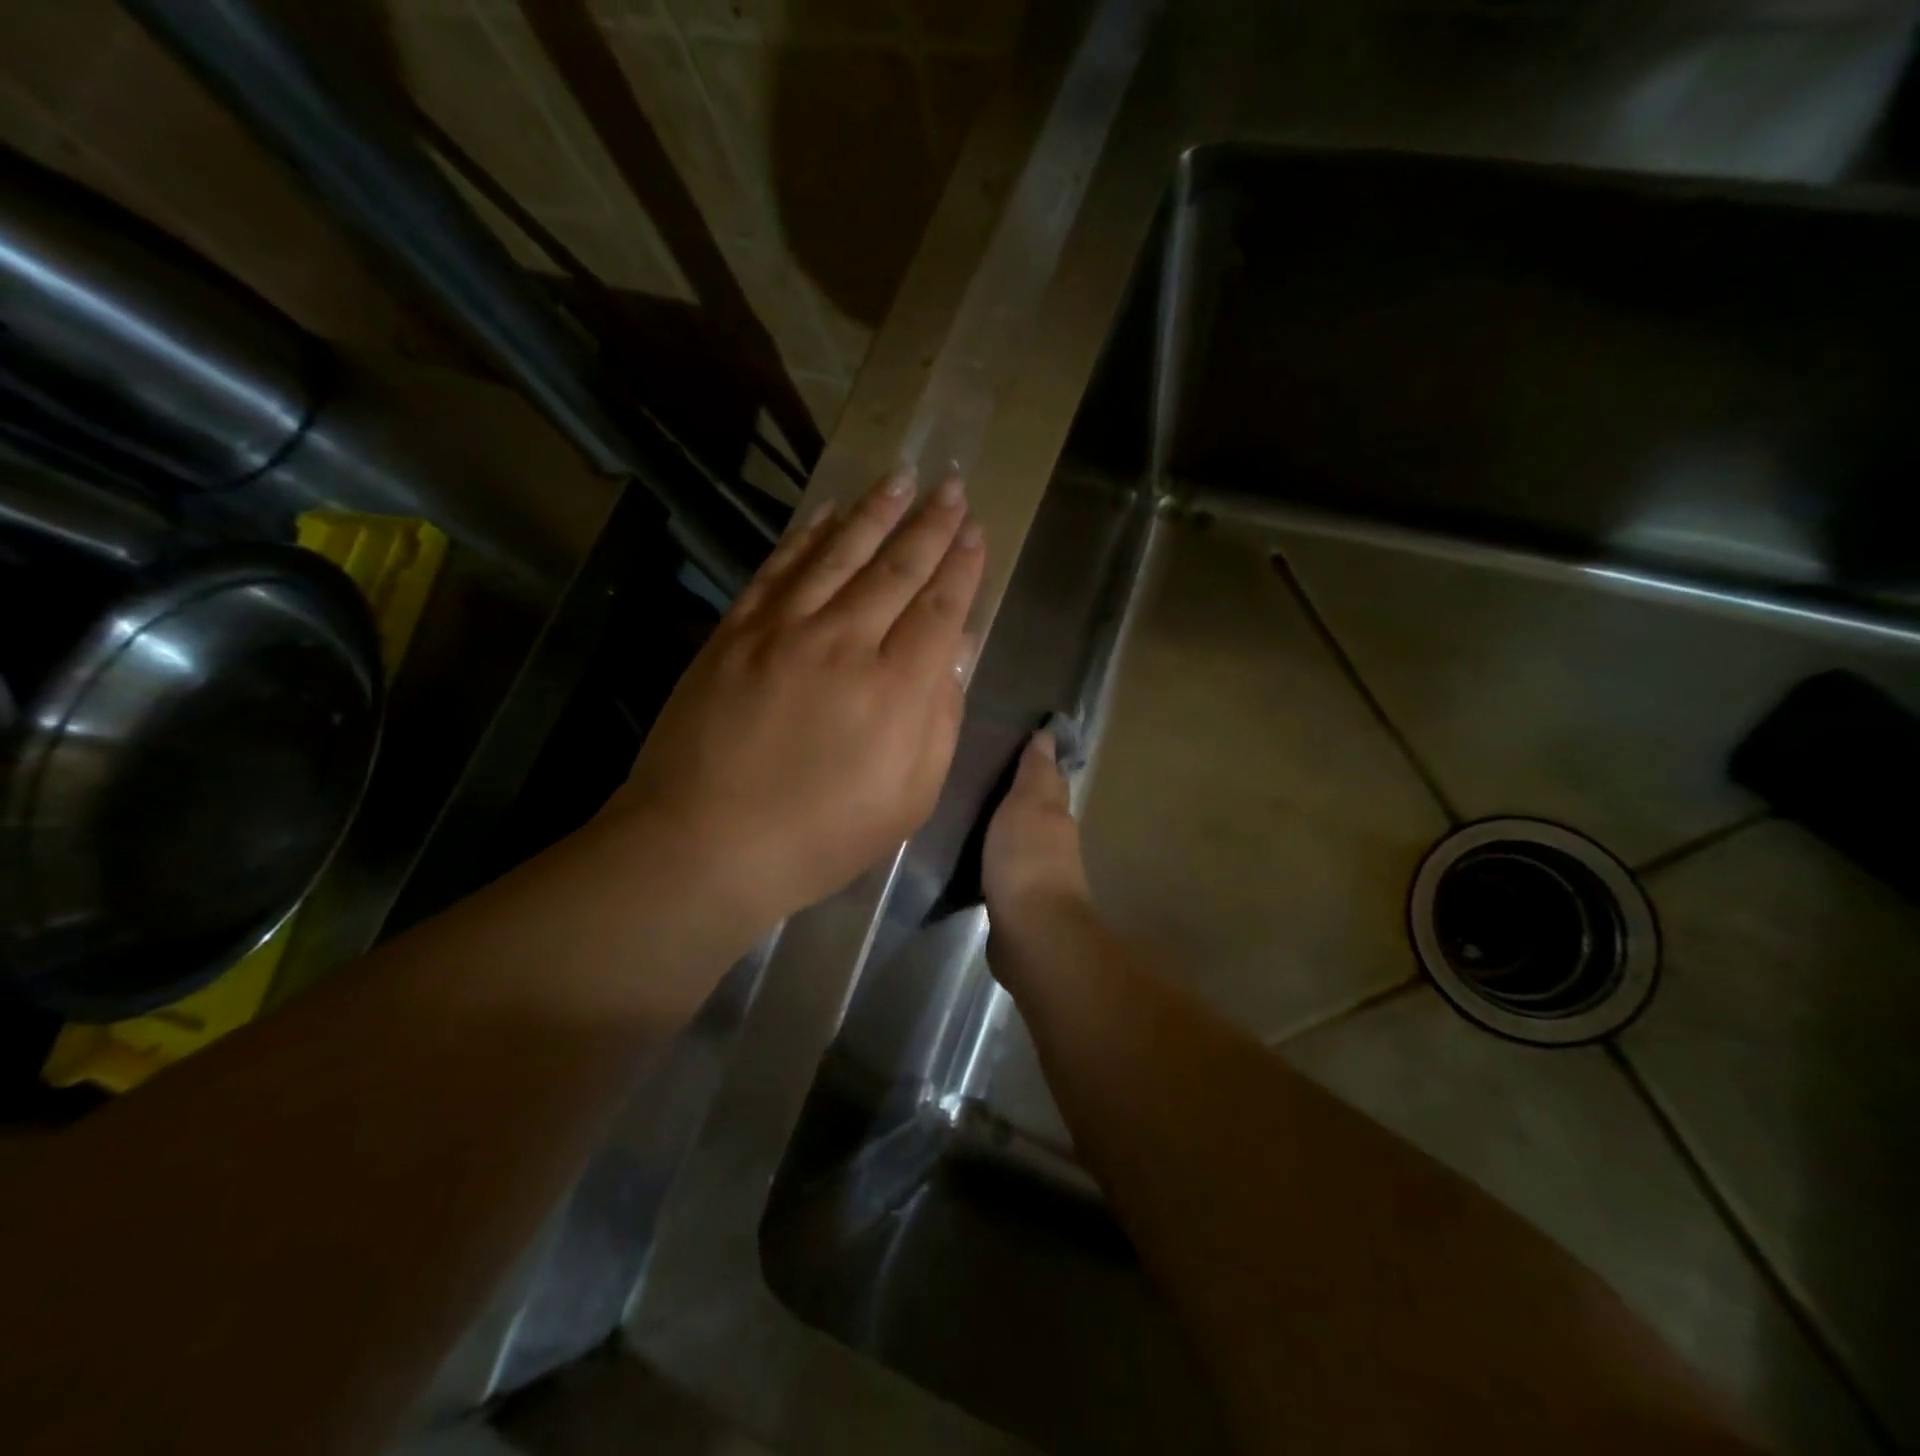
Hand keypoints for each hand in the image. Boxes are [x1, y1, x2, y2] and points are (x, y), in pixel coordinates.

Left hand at [610, 469, 984, 932]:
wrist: (705, 843)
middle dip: (930, 524)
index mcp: (896, 689)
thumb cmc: (819, 836)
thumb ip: (938, 721)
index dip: (962, 567)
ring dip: (875, 512)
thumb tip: (951, 657)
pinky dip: (808, 536)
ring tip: (901, 477)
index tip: (976, 532)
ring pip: (840, 553)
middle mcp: (845, 642)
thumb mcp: (907, 799)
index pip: (939, 609)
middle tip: (952, 487)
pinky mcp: (736, 631)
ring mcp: (784, 630)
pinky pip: (780, 568)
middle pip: (896, 568)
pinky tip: (829, 512)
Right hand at [983, 730, 1091, 916]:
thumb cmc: (1028, 859)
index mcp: (1055, 815)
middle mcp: (1052, 843)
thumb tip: (1050, 734)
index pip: (1049, 780)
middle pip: (1036, 812)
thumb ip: (1035, 772)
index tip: (1018, 743)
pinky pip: (1004, 870)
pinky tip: (973, 858)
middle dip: (1019, 796)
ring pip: (1020, 841)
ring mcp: (1036, 876)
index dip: (1038, 762)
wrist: (1031, 932)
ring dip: (1005, 829)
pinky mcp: (1017, 904)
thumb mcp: (1028, 804)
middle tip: (984, 775)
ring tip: (971, 813)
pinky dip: (994, 860)